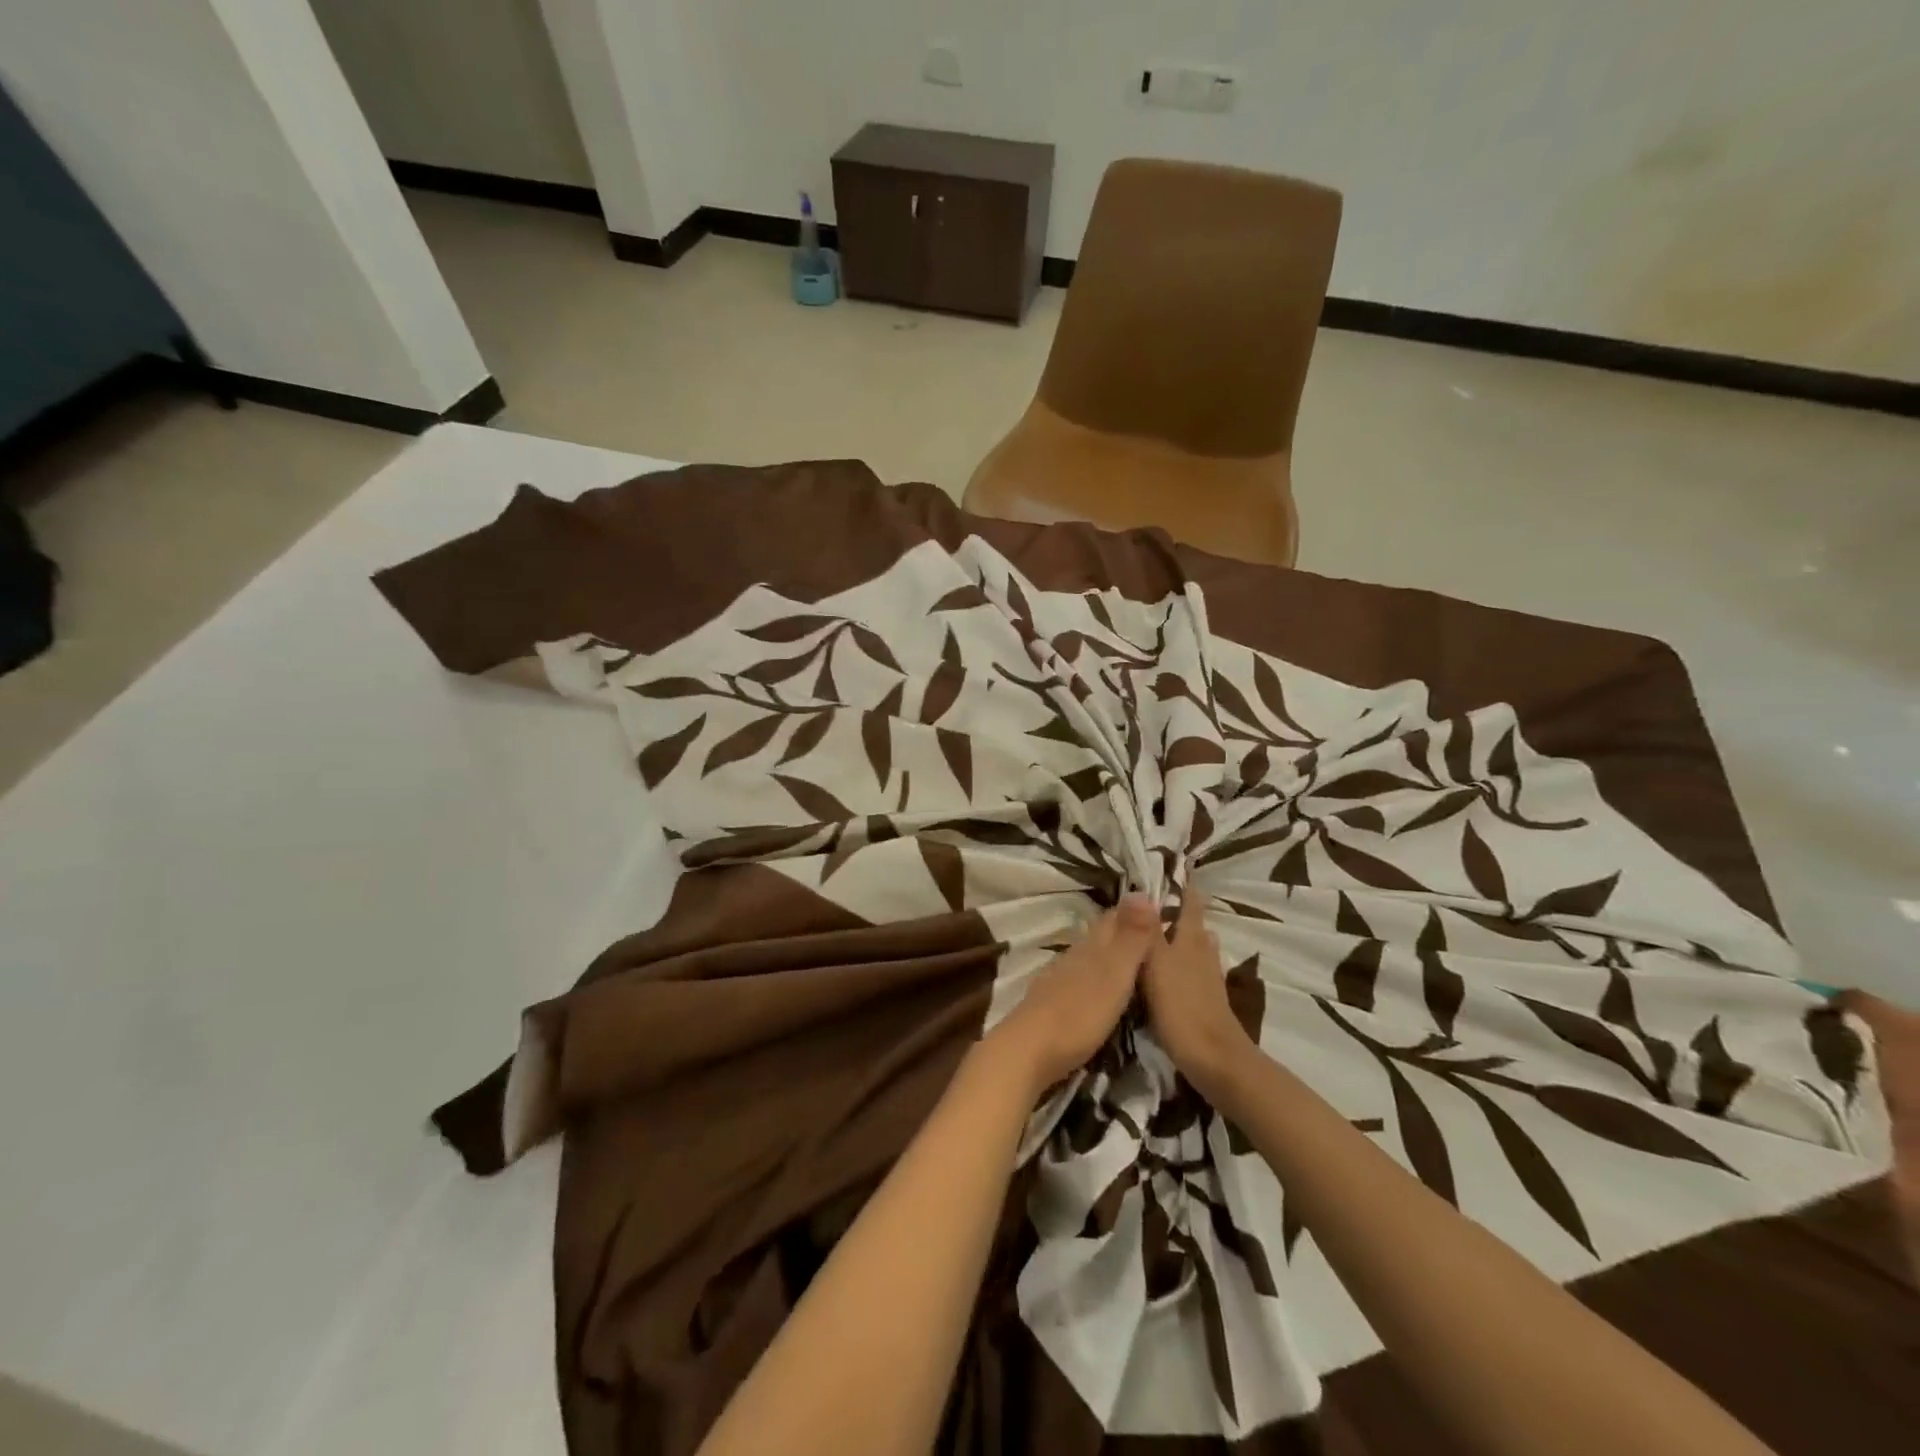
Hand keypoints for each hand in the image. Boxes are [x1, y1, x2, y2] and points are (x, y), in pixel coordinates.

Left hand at [988, 895, 1157, 1099]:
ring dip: (1107, 956)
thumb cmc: (1078, 1013)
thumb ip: (1129, 937)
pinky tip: (1097, 991)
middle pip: (1099, 937)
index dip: (1134, 911)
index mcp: (1090, 947)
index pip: (1114, 918)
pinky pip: (1078, 982)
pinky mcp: (1050, 1006)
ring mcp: (1058, 981)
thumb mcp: (1113, 974)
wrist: (1026, 1052)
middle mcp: (1073, 957)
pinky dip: (1093, 980)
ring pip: (1087, 958)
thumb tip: (1141, 891)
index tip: (1158, 907)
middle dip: (1122, 932)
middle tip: (1150, 934)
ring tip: (1129, 962)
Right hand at [1142, 895, 1257, 1096]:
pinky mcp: (1207, 1003)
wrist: (1215, 1060)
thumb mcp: (1156, 963)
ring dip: (1183, 940)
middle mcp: (1203, 954)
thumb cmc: (1181, 1007)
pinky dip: (1183, 965)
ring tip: (1163, 935)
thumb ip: (1148, 930)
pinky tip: (1171, 974)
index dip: (1185, 888)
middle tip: (1159, 905)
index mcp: (1190, 940)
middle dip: (1181, 914)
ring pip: (1197, 950)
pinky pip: (1194, 973)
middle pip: (1195, 927)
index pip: (1190, 904)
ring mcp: (1208, 980)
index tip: (1176, 871)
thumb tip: (1141, 891)